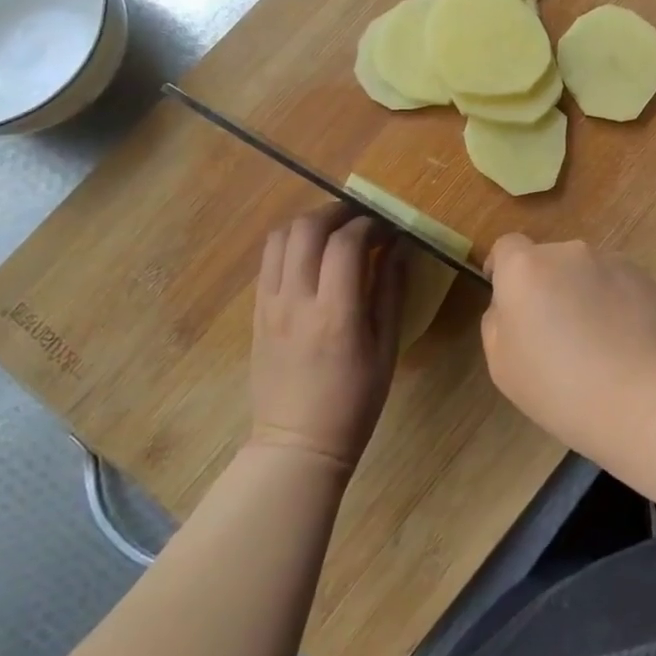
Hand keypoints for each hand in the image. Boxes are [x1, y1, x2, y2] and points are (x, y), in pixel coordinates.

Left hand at [249, 207, 405, 470]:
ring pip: (280, 237)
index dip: (370, 225)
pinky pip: (269, 260)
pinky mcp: (256, 312)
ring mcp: (270, 304)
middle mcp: (296, 300)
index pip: (346, 242)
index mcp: (335, 313)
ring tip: (333, 233)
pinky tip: (312, 257)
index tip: (387, 230)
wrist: (297, 442)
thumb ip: (391, 291)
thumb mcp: (386, 348)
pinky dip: (292, 245)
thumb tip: (399, 247)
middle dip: (336, 212)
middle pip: (306, 228)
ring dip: (309, 224)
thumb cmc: (354, 401)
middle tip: (360, 220)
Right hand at [481, 235, 655, 439]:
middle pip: (550, 260)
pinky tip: (625, 343)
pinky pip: (620, 285)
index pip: (507, 246)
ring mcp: (612, 262)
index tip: (509, 297)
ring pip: (587, 272)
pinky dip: (617, 304)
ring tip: (597, 341)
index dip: (503, 268)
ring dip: (585, 293)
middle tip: (555, 331)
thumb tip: (512, 305)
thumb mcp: (501, 363)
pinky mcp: (647, 279)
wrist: (640, 398)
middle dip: (548, 286)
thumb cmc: (557, 386)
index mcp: (525, 268)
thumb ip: (497, 321)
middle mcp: (569, 253)